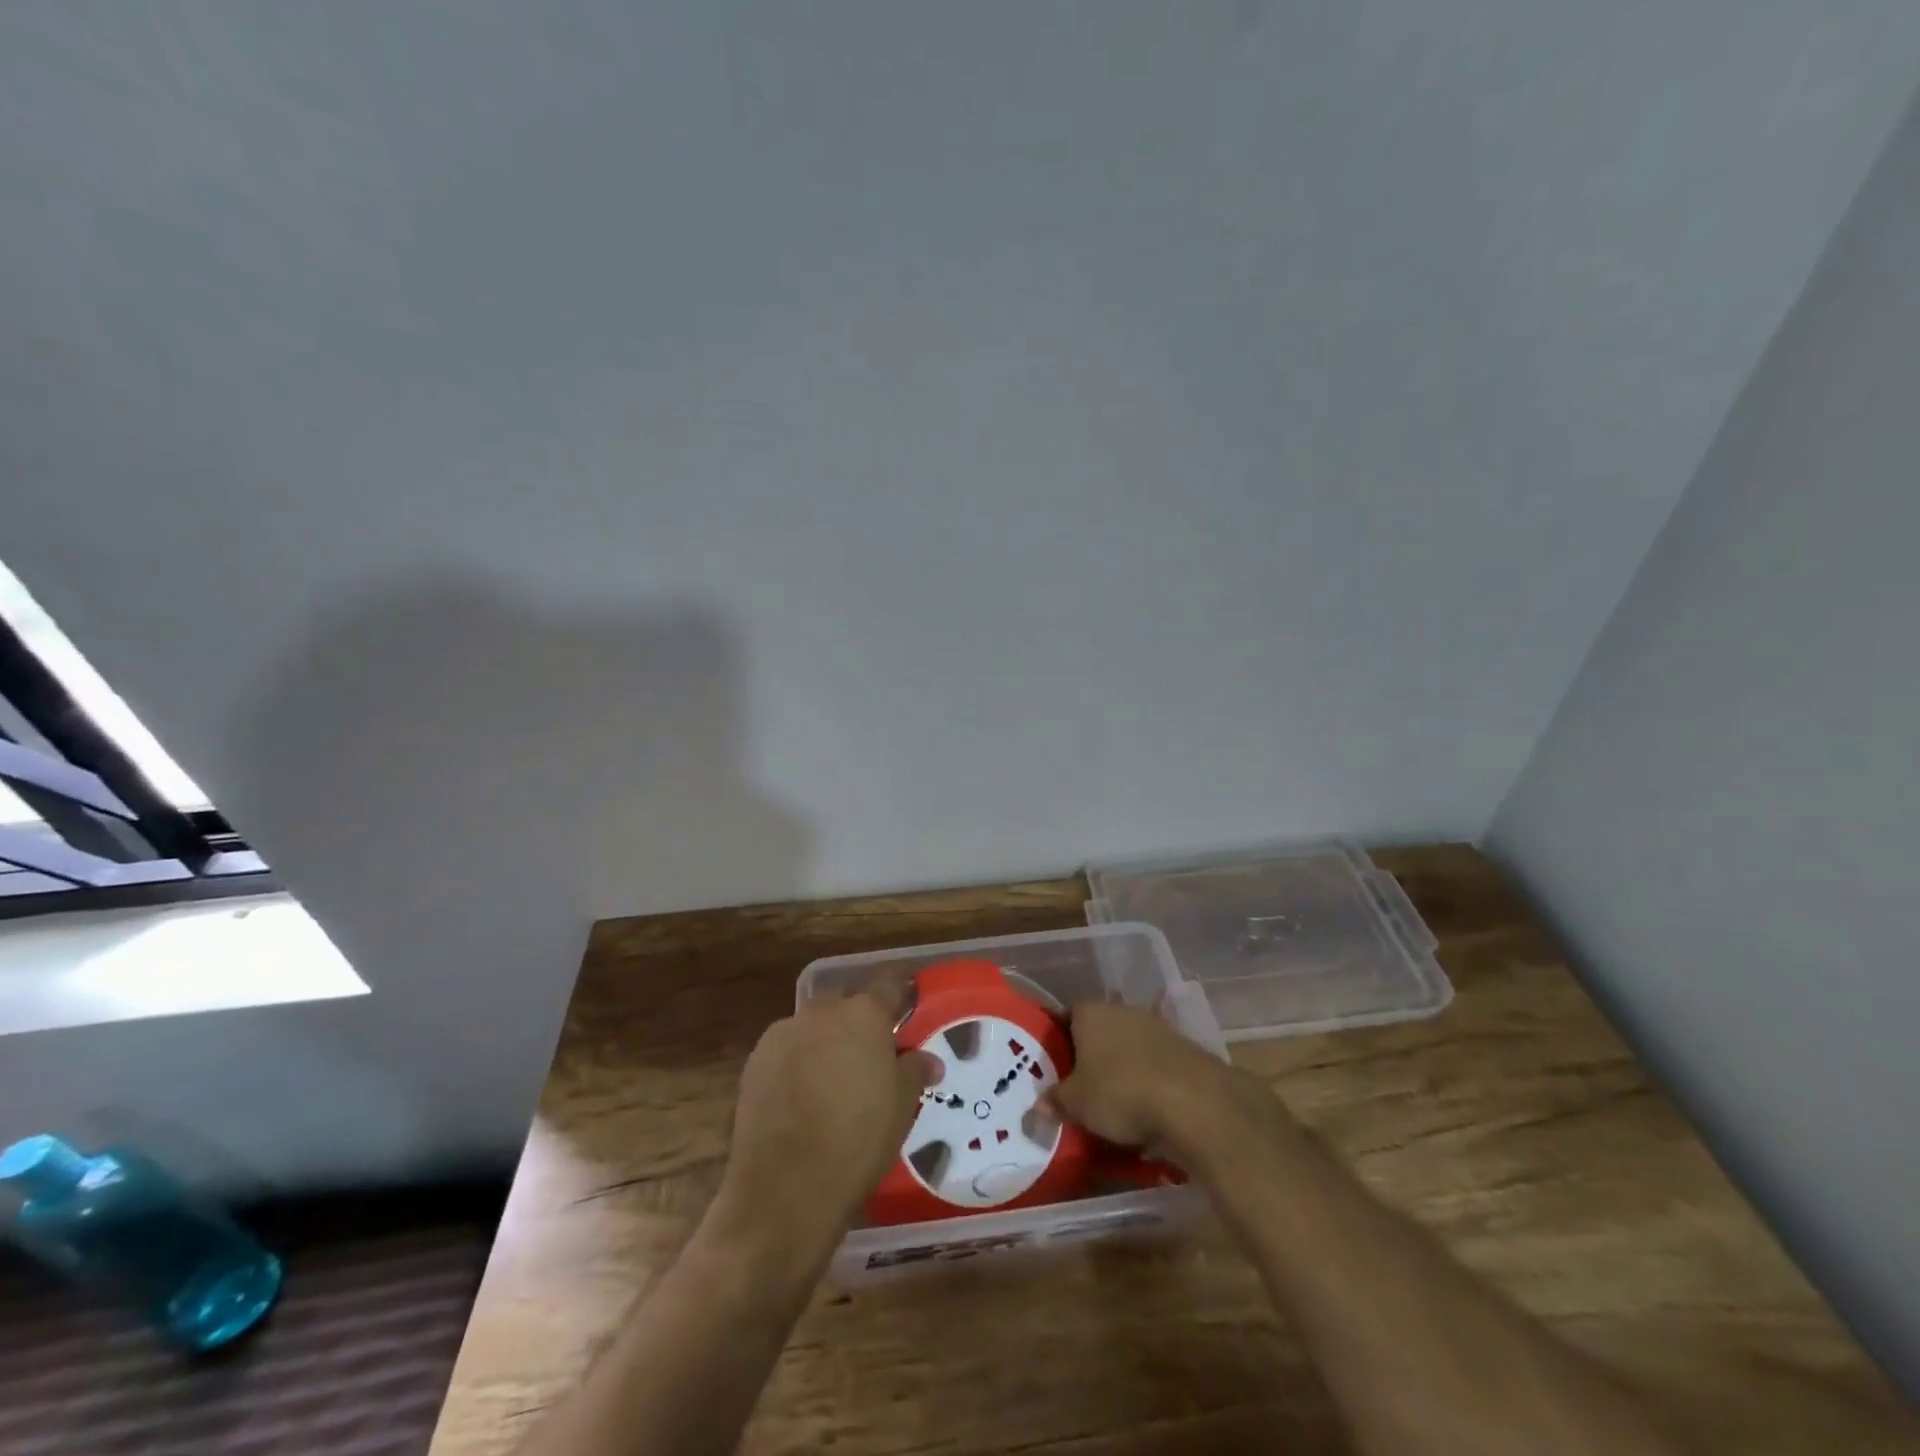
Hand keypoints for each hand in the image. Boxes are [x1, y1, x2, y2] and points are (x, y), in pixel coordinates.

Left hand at [714, 987, 937, 1256]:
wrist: (784, 1190)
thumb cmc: (857, 1142)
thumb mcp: (901, 1108)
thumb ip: (914, 1072)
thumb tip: (928, 1060)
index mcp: (863, 1015)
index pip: (888, 984)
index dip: (900, 991)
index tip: (909, 1002)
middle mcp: (821, 1013)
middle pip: (846, 1002)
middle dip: (859, 1018)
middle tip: (873, 1050)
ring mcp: (783, 1035)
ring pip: (813, 1025)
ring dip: (827, 1040)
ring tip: (836, 1078)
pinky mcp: (754, 1062)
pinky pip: (787, 1049)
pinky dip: (799, 1061)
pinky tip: (804, 1095)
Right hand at [1049, 1000, 1286, 1169]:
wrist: (1193, 1102)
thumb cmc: (1119, 1092)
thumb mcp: (1076, 1104)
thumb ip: (1056, 1101)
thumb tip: (1039, 1105)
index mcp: (1090, 1011)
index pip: (1066, 1016)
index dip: (1058, 1040)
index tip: (1053, 1066)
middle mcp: (1122, 1010)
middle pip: (1099, 1030)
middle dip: (1091, 1056)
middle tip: (1081, 1088)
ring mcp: (1156, 1026)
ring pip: (1128, 1047)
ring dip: (1122, 1069)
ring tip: (1113, 1104)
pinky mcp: (1183, 1049)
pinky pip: (1154, 1064)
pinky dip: (1148, 1081)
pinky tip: (1145, 1109)